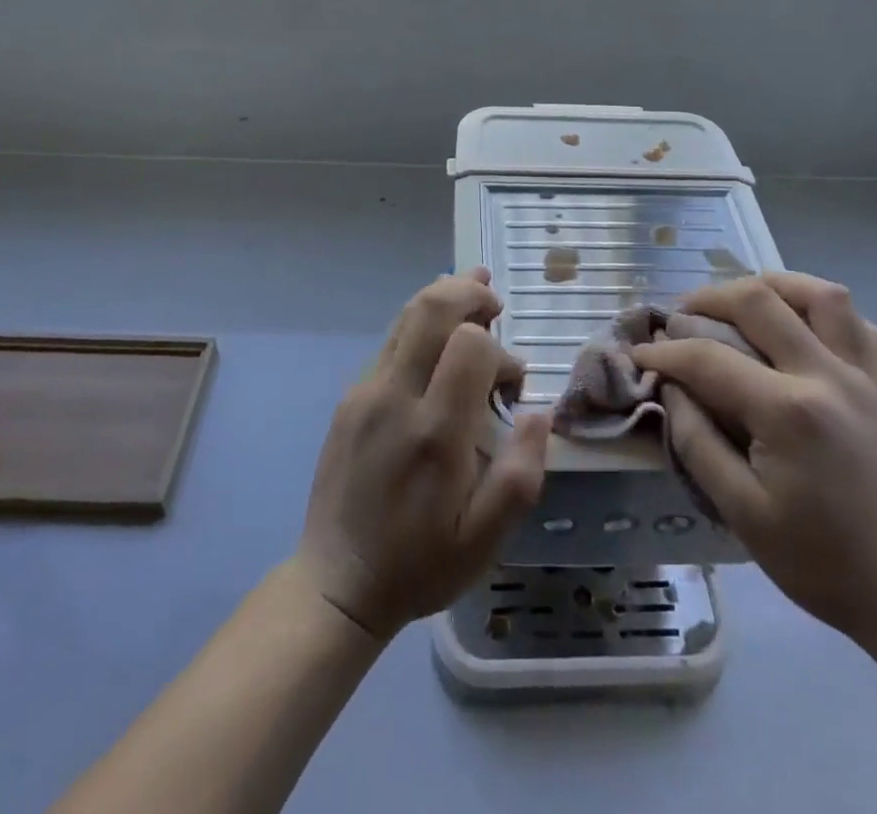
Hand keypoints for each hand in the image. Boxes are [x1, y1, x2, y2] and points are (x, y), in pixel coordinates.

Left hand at [293, 268, 551, 641]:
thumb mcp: (485, 541)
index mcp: (434, 433)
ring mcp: (365, 393)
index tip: (511, 385)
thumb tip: (540, 412)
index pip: (469, 345)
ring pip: (406, 317)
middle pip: (431, 309)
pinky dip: (422, 326)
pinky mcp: (350, 398)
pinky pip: (391, 343)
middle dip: (468, 292)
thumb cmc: (419, 564)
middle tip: (494, 301)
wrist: (336, 584)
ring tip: (475, 293)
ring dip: (444, 298)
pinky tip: (439, 338)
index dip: (500, 351)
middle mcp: (394, 398)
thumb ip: (521, 473)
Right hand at [632, 273, 876, 653]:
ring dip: (772, 286)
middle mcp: (830, 375)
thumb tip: (671, 386)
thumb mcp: (741, 513)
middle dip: (707, 299)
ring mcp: (870, 374)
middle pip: (758, 300)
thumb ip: (696, 441)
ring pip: (819, 293)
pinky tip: (803, 330)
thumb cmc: (822, 563)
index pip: (708, 357)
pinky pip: (859, 322)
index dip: (664, 352)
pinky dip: (823, 311)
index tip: (640, 354)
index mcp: (789, 412)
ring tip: (744, 304)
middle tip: (683, 317)